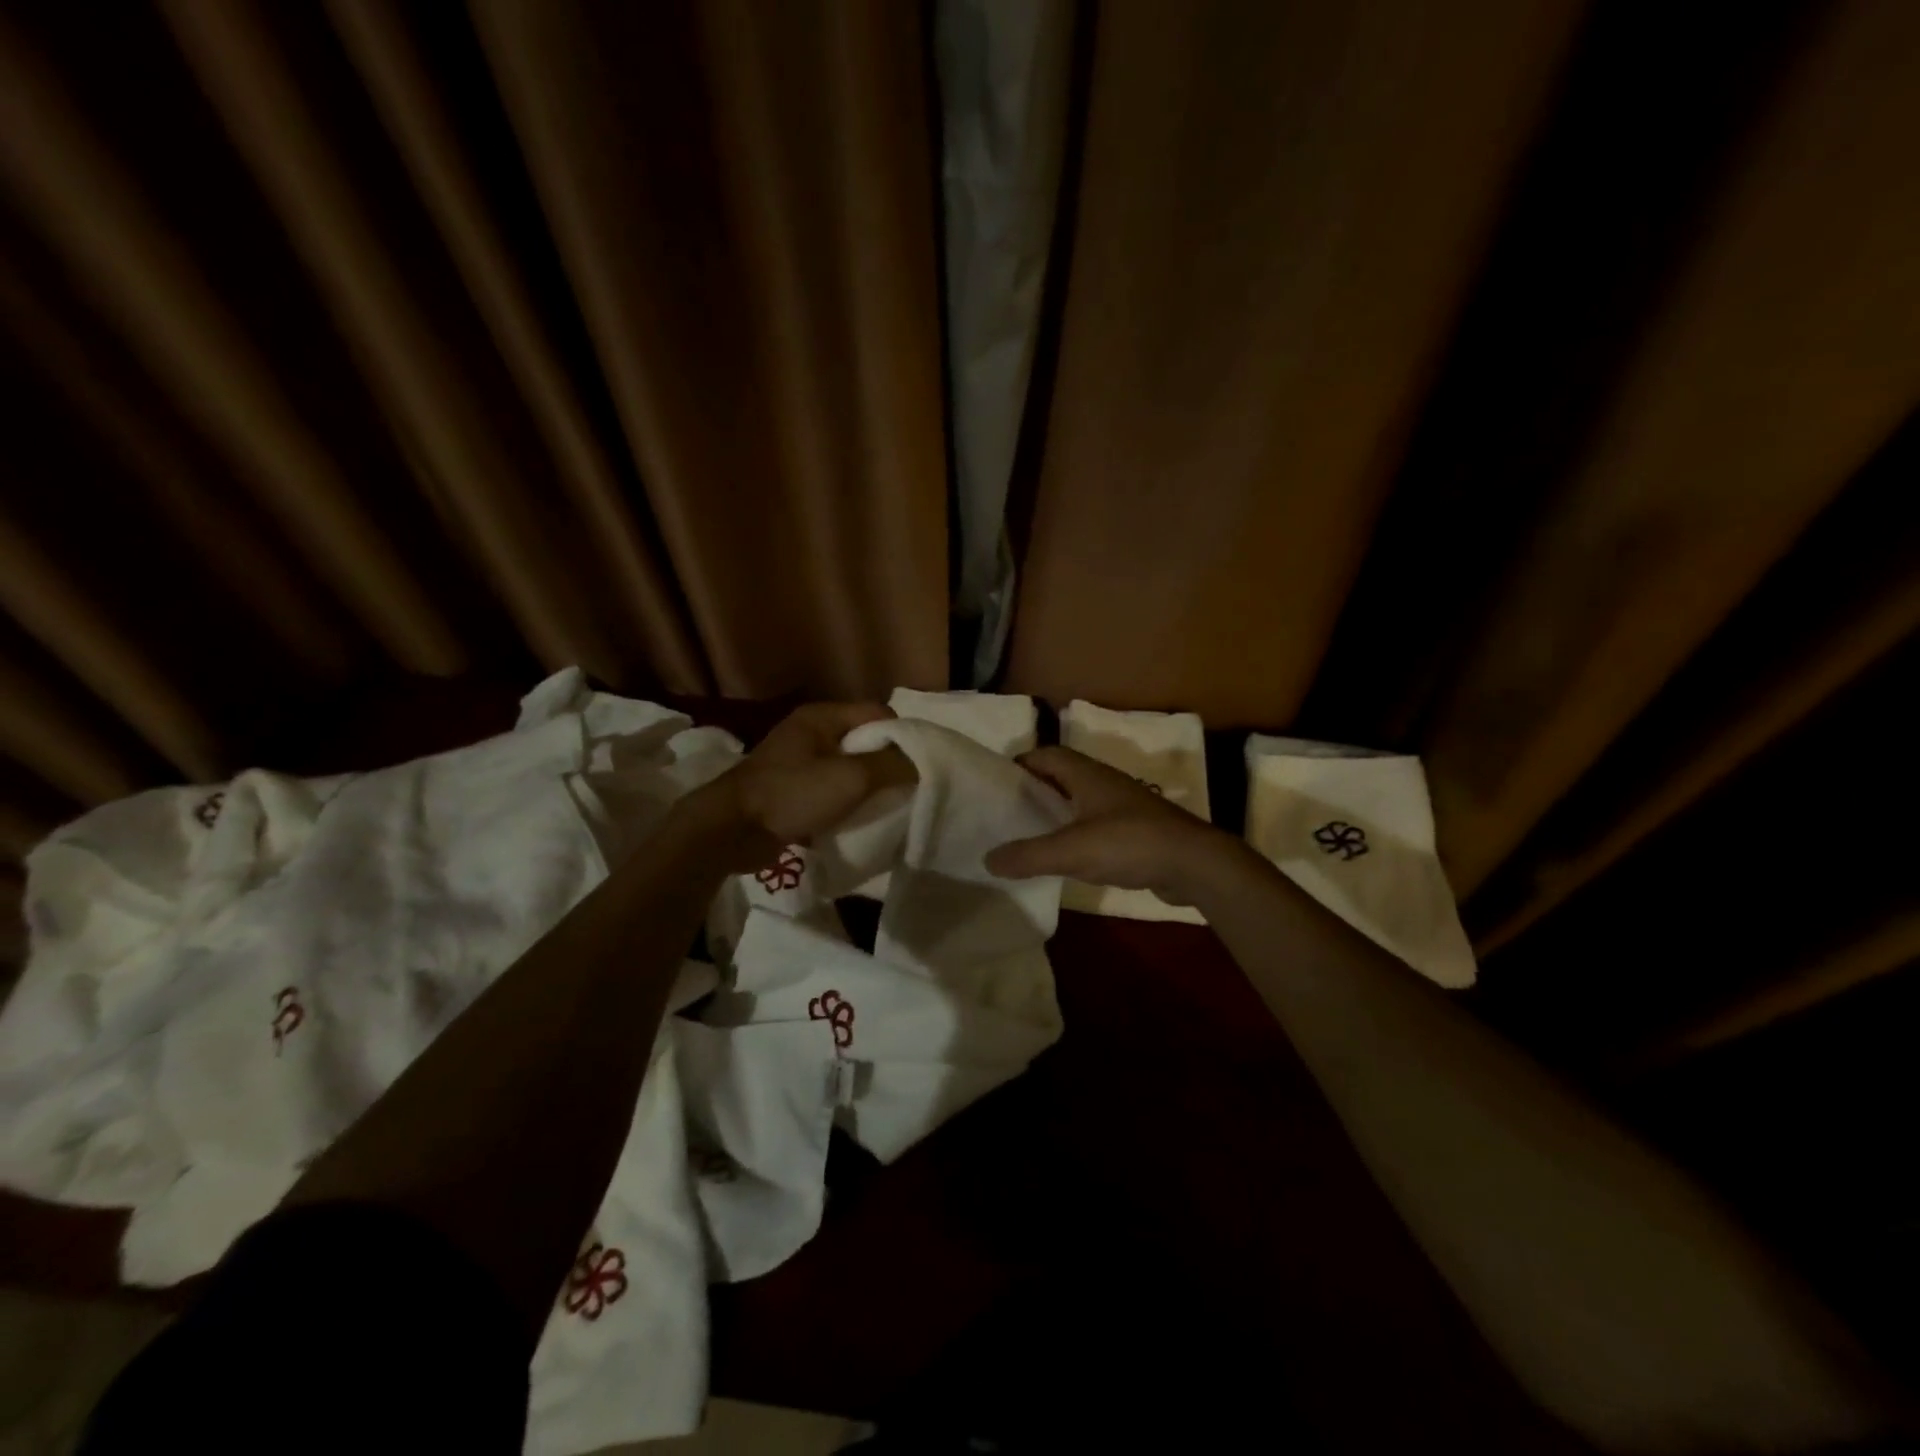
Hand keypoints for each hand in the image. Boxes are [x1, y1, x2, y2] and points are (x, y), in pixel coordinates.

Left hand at [686, 703, 917, 873]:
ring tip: (884, 807)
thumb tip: (919, 764)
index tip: (916, 767)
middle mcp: (810, 732)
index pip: (878, 714)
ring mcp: (798, 762)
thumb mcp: (850, 778)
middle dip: (885, 764)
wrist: (731, 830)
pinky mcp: (791, 790)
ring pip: (848, 768)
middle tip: (904, 789)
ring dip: (866, 787)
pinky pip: (831, 789)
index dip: (901, 737)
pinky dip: (846, 802)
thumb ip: (890, 766)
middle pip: (864, 741)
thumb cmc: (792, 794)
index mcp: (822, 717)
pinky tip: (857, 819)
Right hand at [985, 747, 1245, 904]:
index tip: (995, 786)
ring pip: (1078, 802)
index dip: (1019, 765)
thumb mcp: (1072, 850)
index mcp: (1087, 774)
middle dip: (1033, 790)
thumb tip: (988, 859)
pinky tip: (1065, 858)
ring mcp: (1122, 806)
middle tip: (1005, 813)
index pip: (1045, 755)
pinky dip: (1076, 835)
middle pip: (1060, 777)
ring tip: (1027, 836)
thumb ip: (1028, 855)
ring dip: (1055, 813)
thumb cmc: (1130, 843)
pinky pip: (1095, 825)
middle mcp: (1103, 783)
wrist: (1195, 863)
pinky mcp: (1135, 831)